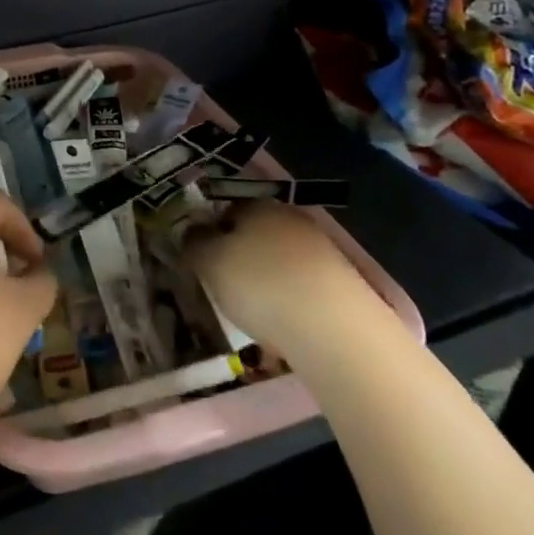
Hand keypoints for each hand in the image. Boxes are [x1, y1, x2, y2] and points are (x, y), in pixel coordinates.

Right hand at [185, 199, 367, 351]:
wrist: (333, 329)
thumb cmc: (259, 284)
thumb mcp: (208, 261)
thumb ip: (194, 242)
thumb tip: (192, 233)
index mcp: (259, 205)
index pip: (226, 208)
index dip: (210, 232)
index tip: (201, 259)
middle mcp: (292, 218)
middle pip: (255, 233)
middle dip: (239, 255)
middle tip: (222, 284)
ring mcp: (322, 249)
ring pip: (279, 259)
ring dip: (265, 278)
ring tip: (252, 310)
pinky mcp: (341, 283)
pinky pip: (301, 284)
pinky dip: (288, 298)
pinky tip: (282, 321)